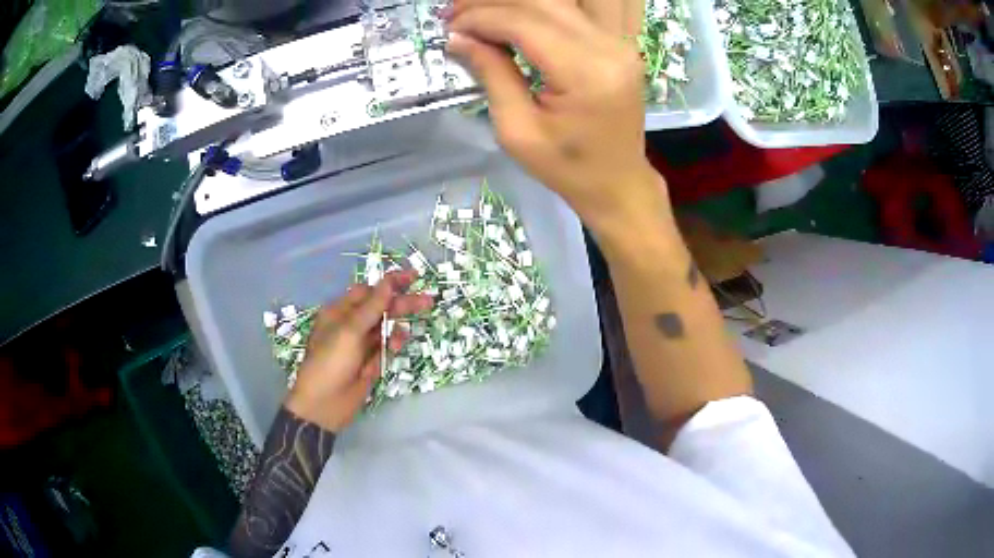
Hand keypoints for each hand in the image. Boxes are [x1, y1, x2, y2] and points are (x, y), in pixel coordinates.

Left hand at [284, 270, 433, 431]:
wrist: (324, 404)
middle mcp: (350, 325)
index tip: (414, 277)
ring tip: (403, 336)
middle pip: (380, 308)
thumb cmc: (331, 362)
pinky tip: (396, 348)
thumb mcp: (349, 331)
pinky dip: (392, 346)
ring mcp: (361, 345)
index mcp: (340, 312)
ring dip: (396, 329)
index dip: (390, 283)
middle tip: (427, 302)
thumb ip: (372, 307)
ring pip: (385, 329)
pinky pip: (385, 348)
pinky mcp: (369, 363)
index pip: (369, 290)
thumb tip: (388, 282)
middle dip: (401, 304)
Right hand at [446, 0, 667, 231]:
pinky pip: (579, 8)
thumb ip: (491, 74)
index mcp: (586, 74)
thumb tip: (459, 37)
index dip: (481, 18)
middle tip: (456, 13)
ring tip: (482, 11)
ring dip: (518, 1)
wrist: (618, 182)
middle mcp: (610, 47)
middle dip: (493, 3)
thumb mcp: (517, 131)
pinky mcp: (620, 42)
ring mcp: (620, 41)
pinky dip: (542, 6)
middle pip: (545, 1)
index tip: (450, 27)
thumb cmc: (567, 168)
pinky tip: (516, 15)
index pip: (525, 23)